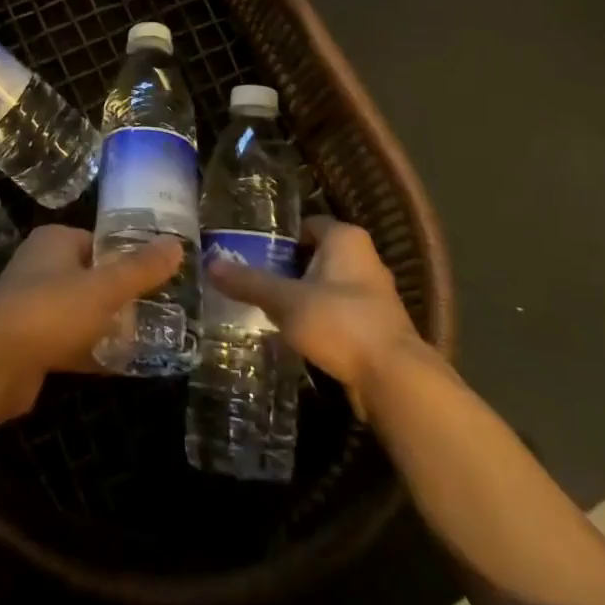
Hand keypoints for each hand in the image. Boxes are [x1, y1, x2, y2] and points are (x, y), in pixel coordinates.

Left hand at [0, 226, 181, 417]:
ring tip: (145, 338)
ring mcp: (30, 306)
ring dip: (105, 325)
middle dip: (119, 295)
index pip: (98, 241)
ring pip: (78, 311)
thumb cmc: (52, 309)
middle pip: (89, 277)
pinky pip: (68, 342)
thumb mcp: (105, 287)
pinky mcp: (28, 344)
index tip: (156, 276)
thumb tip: (177, 245)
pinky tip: (119, 366)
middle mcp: (39, 266)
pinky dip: (90, 351)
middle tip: (156, 310)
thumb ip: (141, 269)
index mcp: (54, 241)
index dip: (126, 257)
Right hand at [207, 216, 439, 417]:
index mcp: (345, 238)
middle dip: (287, 268)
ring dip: (303, 296)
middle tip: (253, 281)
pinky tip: (296, 334)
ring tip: (268, 309)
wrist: (394, 379)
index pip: (305, 224)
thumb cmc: (339, 322)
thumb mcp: (286, 301)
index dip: (279, 237)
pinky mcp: (376, 326)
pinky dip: (319, 319)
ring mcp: (374, 294)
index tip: (252, 252)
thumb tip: (209, 264)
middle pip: (315, 255)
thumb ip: (249, 282)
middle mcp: (364, 258)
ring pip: (327, 285)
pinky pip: (339, 312)